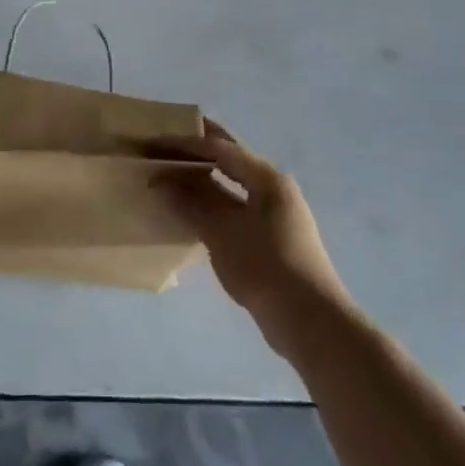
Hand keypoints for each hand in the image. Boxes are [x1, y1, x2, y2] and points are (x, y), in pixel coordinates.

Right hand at [156, 119, 349, 349]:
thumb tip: (161, 181)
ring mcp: (275, 214)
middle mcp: (274, 188)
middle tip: (163, 146)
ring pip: (232, 185)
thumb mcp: (222, 232)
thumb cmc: (265, 267)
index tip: (154, 142)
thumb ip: (191, 203)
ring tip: (170, 177)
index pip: (220, 148)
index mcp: (267, 178)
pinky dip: (212, 203)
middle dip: (196, 152)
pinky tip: (190, 212)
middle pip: (229, 160)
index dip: (184, 143)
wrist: (310, 322)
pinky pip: (235, 207)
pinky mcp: (272, 238)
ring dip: (202, 180)